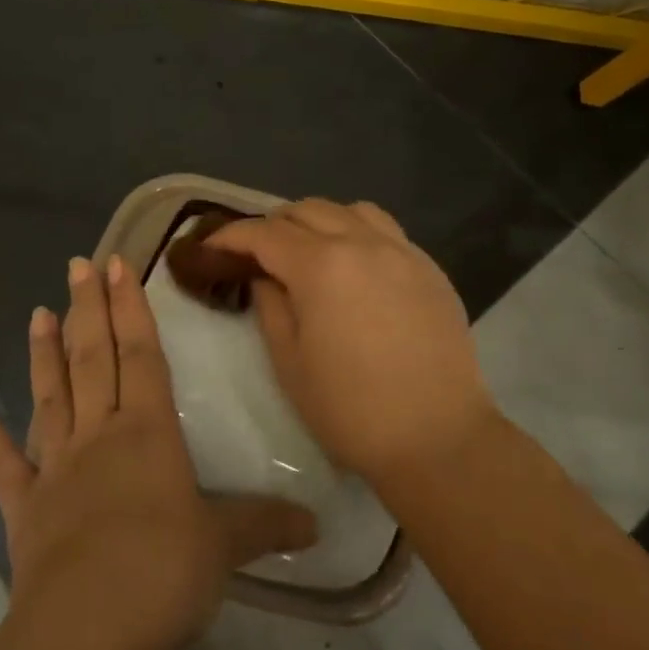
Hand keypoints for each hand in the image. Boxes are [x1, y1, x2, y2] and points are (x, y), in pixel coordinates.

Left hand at [0, 255, 317, 649]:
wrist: (87, 633)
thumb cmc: (163, 574)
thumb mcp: (226, 546)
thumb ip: (266, 525)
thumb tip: (318, 523)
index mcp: (146, 433)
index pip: (141, 355)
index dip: (130, 308)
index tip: (116, 264)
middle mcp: (98, 436)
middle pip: (92, 359)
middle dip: (87, 308)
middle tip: (75, 264)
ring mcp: (55, 468)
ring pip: (50, 396)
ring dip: (43, 354)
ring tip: (38, 313)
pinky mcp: (24, 508)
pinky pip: (3, 464)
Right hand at [208, 200, 496, 482]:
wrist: (437, 438)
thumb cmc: (351, 410)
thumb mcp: (289, 363)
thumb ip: (270, 307)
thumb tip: (266, 277)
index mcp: (322, 267)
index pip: (265, 233)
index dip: (231, 236)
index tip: (211, 247)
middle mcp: (363, 244)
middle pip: (307, 211)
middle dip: (273, 225)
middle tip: (256, 254)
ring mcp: (403, 252)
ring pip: (350, 210)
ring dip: (319, 221)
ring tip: (308, 251)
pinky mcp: (430, 269)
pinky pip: (386, 231)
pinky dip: (358, 233)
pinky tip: (355, 267)